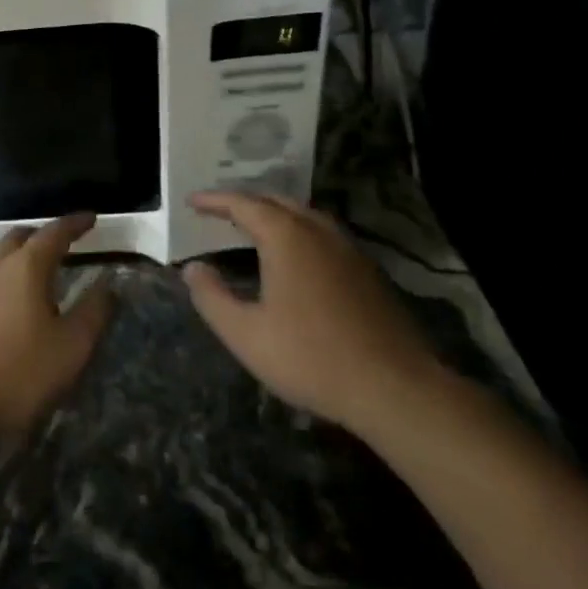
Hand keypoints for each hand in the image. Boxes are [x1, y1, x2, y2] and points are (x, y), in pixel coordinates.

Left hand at [0, 213, 114, 441]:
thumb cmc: (18, 373)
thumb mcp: (71, 348)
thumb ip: (93, 313)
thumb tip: (108, 285)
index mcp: (26, 267)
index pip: (54, 233)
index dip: (74, 224)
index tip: (90, 218)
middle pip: (19, 238)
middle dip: (42, 236)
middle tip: (62, 244)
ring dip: (19, 257)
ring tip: (37, 272)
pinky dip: (2, 280)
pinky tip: (8, 303)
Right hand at [183, 192, 447, 435]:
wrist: (396, 388)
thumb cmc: (311, 358)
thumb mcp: (246, 334)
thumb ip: (212, 297)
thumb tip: (192, 268)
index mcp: (286, 236)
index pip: (243, 204)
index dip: (214, 200)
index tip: (191, 201)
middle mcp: (318, 231)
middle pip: (276, 200)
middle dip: (245, 201)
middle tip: (219, 211)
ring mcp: (348, 248)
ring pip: (304, 215)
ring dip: (274, 214)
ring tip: (253, 227)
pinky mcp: (367, 270)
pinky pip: (323, 234)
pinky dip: (298, 231)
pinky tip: (295, 256)